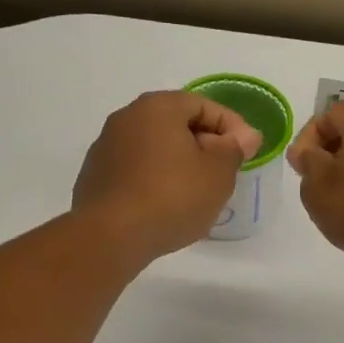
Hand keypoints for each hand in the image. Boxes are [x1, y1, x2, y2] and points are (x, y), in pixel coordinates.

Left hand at [74, 92, 260, 260]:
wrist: (111, 236)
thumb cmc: (172, 196)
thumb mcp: (218, 172)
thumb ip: (234, 148)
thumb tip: (243, 136)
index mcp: (157, 107)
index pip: (203, 106)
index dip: (232, 127)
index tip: (248, 152)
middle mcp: (126, 118)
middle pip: (176, 124)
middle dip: (205, 145)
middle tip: (225, 173)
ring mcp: (106, 148)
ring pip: (155, 149)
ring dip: (179, 164)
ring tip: (198, 193)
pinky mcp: (95, 177)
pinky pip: (137, 171)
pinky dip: (156, 180)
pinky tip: (167, 206)